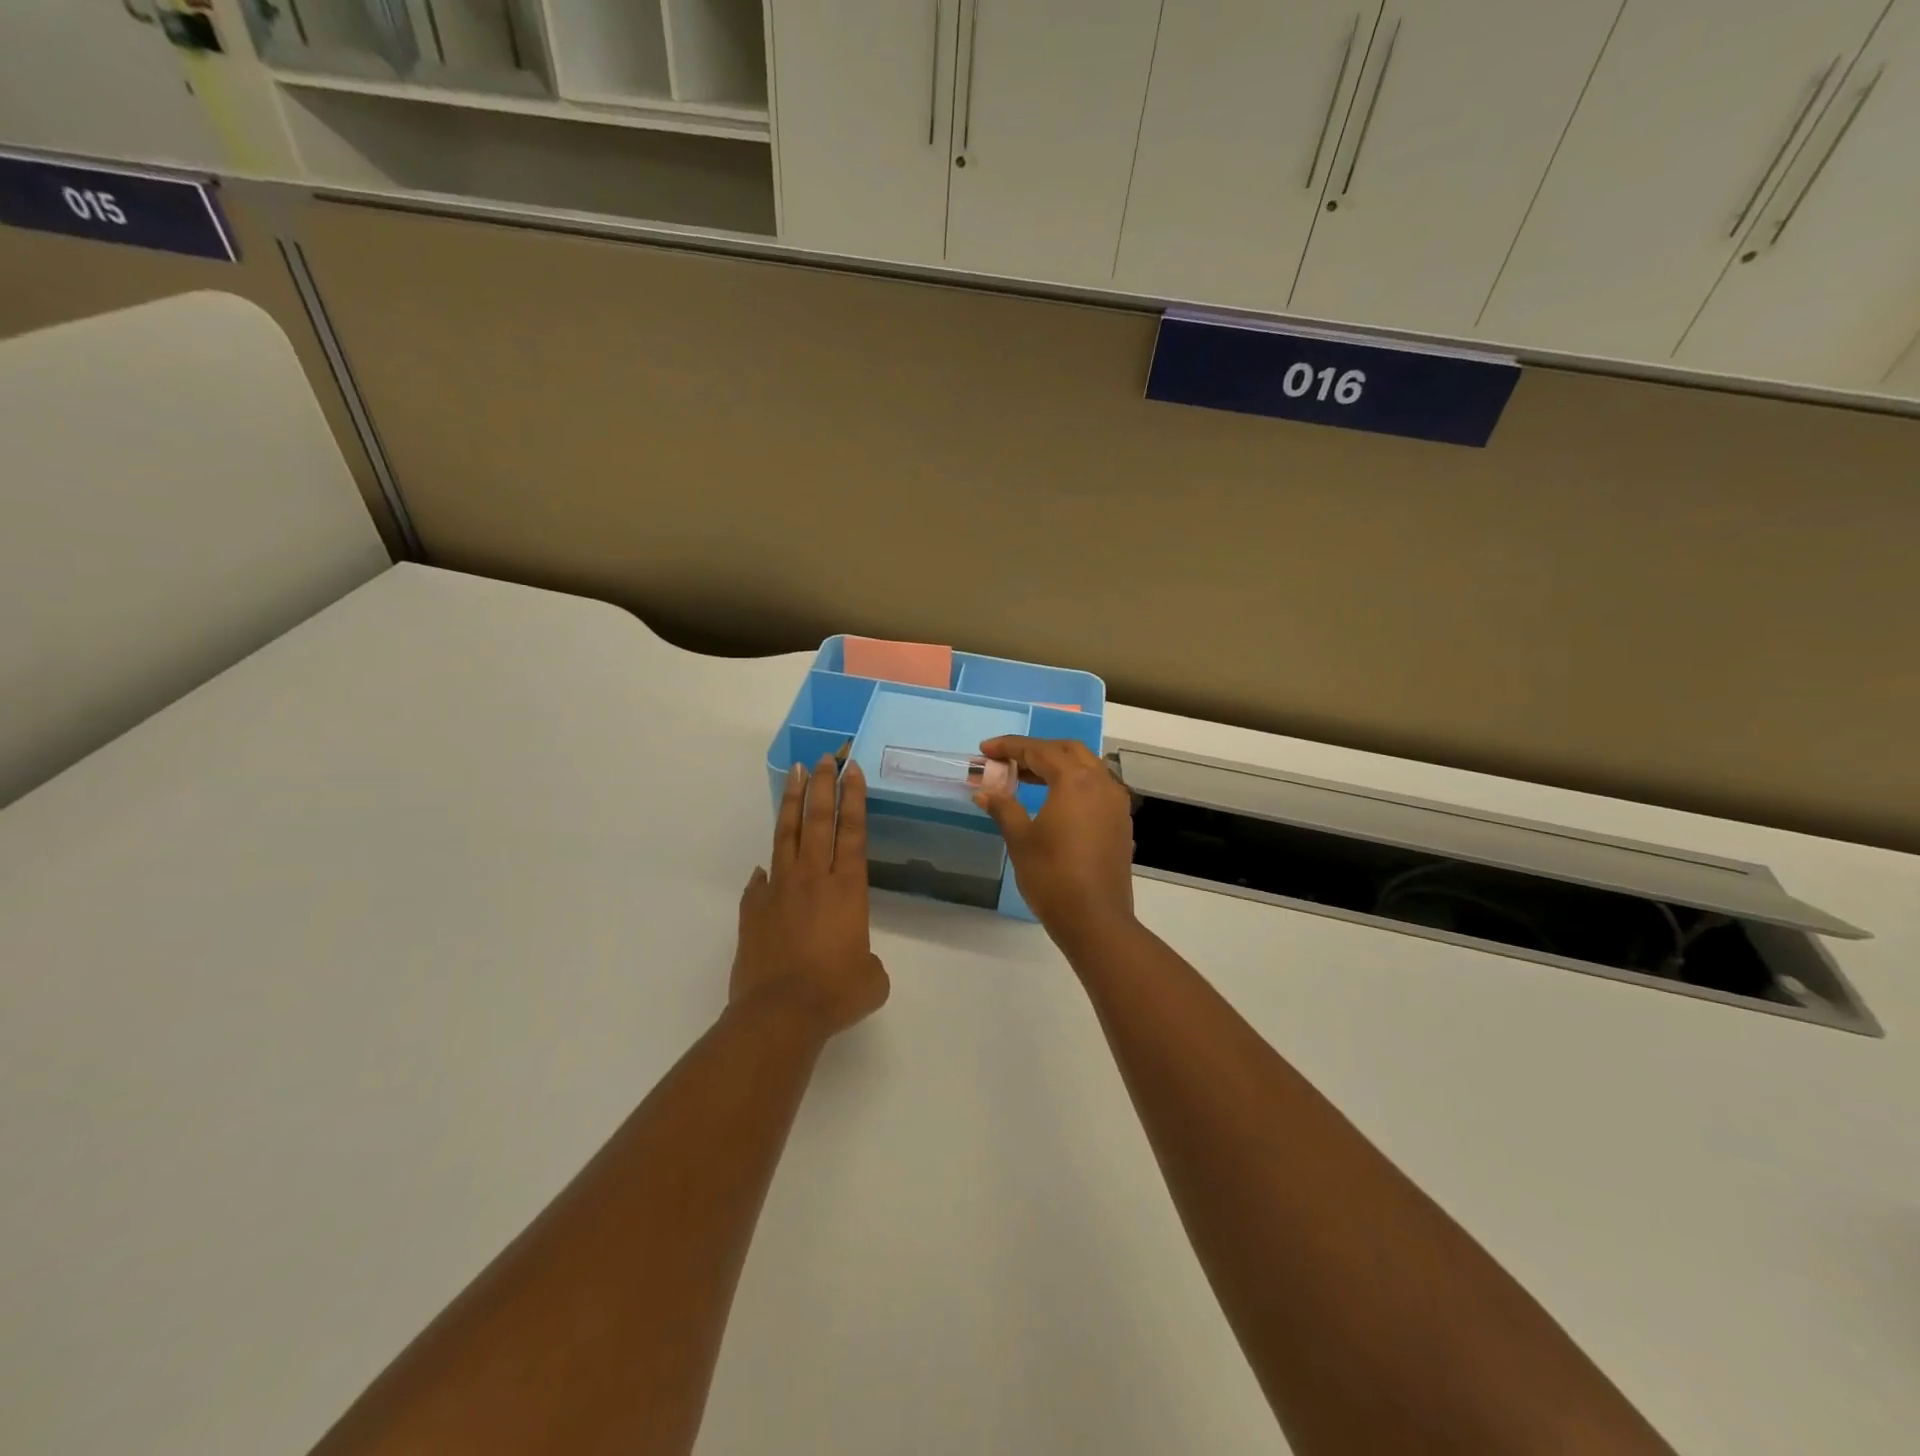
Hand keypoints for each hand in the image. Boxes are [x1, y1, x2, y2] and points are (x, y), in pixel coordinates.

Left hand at [732, 757, 889, 1038]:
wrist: (780, 1014)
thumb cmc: (836, 993)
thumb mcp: (871, 978)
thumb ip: (866, 959)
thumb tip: (850, 953)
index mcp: (847, 889)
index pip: (852, 832)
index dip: (854, 798)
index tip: (852, 770)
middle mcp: (812, 880)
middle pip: (818, 821)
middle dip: (822, 786)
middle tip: (824, 757)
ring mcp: (778, 891)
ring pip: (786, 837)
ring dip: (792, 804)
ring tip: (793, 775)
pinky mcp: (753, 911)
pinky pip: (760, 881)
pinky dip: (765, 869)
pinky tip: (764, 865)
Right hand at [973, 736, 1135, 944]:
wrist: (1095, 919)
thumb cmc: (1052, 876)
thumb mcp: (1021, 840)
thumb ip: (1003, 808)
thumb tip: (984, 791)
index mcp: (1075, 780)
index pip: (1039, 751)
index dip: (1009, 747)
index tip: (985, 750)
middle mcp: (1101, 782)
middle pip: (1067, 751)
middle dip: (1036, 750)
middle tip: (1007, 761)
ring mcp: (1115, 803)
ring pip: (1086, 767)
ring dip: (1056, 765)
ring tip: (1025, 778)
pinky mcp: (1120, 822)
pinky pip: (1097, 787)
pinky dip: (1073, 783)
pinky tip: (1054, 801)